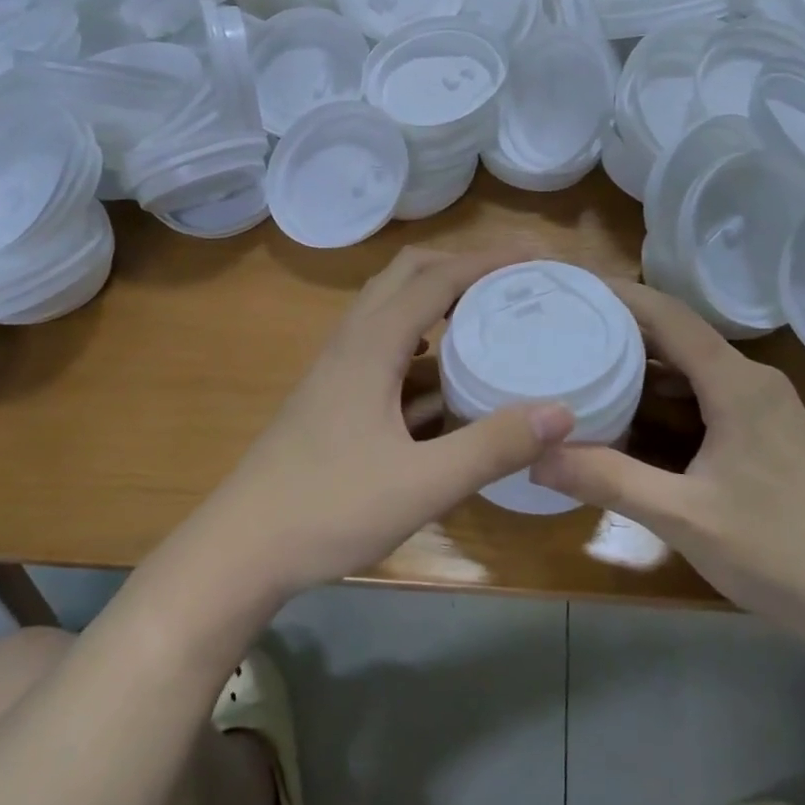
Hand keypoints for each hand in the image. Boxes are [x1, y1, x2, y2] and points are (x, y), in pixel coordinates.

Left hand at [193, 246, 575, 598]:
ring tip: (486, 318)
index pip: (437, 279)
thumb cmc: (329, 509)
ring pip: (392, 311)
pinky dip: (421, 347)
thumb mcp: (422, 484)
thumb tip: (562, 411)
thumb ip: (492, 447)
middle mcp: (352, 342)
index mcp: (371, 345)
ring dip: (438, 302)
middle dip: (461, 267)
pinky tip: (445, 382)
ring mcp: (337, 370)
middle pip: (407, 276)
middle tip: (511, 280)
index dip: (488, 260)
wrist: (242, 549)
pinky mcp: (333, 397)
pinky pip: (384, 349)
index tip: (537, 255)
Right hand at [531, 282, 804, 623]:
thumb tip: (535, 459)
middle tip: (567, 331)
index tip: (572, 287)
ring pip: (696, 370)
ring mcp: (769, 409)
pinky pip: (711, 397)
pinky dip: (670, 398)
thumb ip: (607, 480)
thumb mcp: (683, 517)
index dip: (619, 296)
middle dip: (623, 331)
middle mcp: (755, 382)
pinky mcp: (774, 436)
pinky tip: (638, 419)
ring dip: (646, 368)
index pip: (669, 316)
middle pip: (680, 337)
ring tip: (589, 367)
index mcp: (736, 384)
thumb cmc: (779, 552)